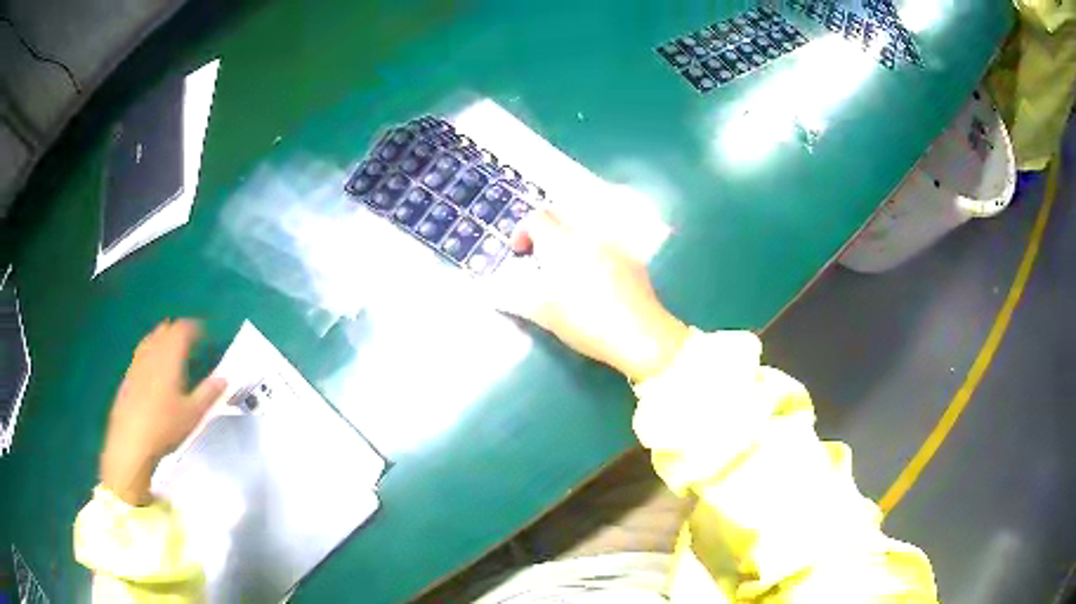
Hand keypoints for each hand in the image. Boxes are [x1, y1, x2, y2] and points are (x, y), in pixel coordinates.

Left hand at [100, 319, 225, 504]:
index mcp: (169, 357)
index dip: (194, 328)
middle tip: (189, 340)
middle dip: (177, 331)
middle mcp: (152, 353)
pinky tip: (152, 369)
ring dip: (162, 339)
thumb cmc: (165, 426)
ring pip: (150, 340)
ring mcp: (137, 364)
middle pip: (164, 330)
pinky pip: (141, 354)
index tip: (205, 333)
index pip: (182, 330)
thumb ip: (208, 393)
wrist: (131, 441)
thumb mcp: (192, 414)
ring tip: (170, 350)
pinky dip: (150, 352)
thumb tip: (224, 378)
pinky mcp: (128, 377)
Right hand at [493, 210, 688, 382]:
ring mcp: (613, 243)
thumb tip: (495, 293)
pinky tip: (594, 273)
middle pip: (561, 213)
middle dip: (544, 227)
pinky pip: (605, 240)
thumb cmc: (586, 322)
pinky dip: (591, 247)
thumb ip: (519, 298)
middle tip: (539, 252)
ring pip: (584, 225)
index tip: (519, 252)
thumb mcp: (546, 314)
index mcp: (562, 244)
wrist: (640, 334)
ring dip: (568, 235)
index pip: (537, 218)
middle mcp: (587, 234)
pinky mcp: (631, 256)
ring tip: (566, 263)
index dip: (522, 231)